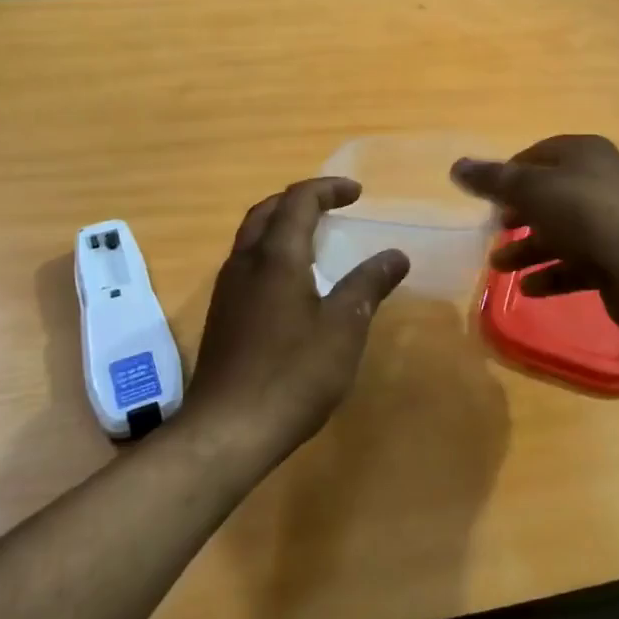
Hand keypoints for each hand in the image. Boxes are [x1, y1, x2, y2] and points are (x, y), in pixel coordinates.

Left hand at [184, 177, 409, 469]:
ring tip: (314, 238)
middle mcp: (245, 262)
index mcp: (276, 256)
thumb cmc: (292, 373)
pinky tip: (291, 283)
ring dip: (281, 225)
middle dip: (300, 200)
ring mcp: (227, 289)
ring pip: (252, 237)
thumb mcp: (343, 329)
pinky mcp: (222, 315)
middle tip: (332, 206)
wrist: (227, 429)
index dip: (328, 189)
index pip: (298, 201)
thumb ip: (369, 285)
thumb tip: (396, 255)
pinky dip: (271, 252)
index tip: (356, 193)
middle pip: (267, 211)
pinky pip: (247, 263)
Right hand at [451, 135, 618, 328]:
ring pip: (564, 230)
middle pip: (552, 194)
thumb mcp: (529, 190)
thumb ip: (492, 180)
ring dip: (529, 248)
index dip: (510, 172)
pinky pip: (581, 260)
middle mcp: (605, 179)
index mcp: (587, 153)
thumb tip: (456, 165)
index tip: (488, 196)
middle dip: (519, 214)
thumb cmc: (583, 213)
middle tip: (496, 229)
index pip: (540, 154)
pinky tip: (529, 287)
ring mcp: (617, 219)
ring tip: (499, 267)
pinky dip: (554, 271)